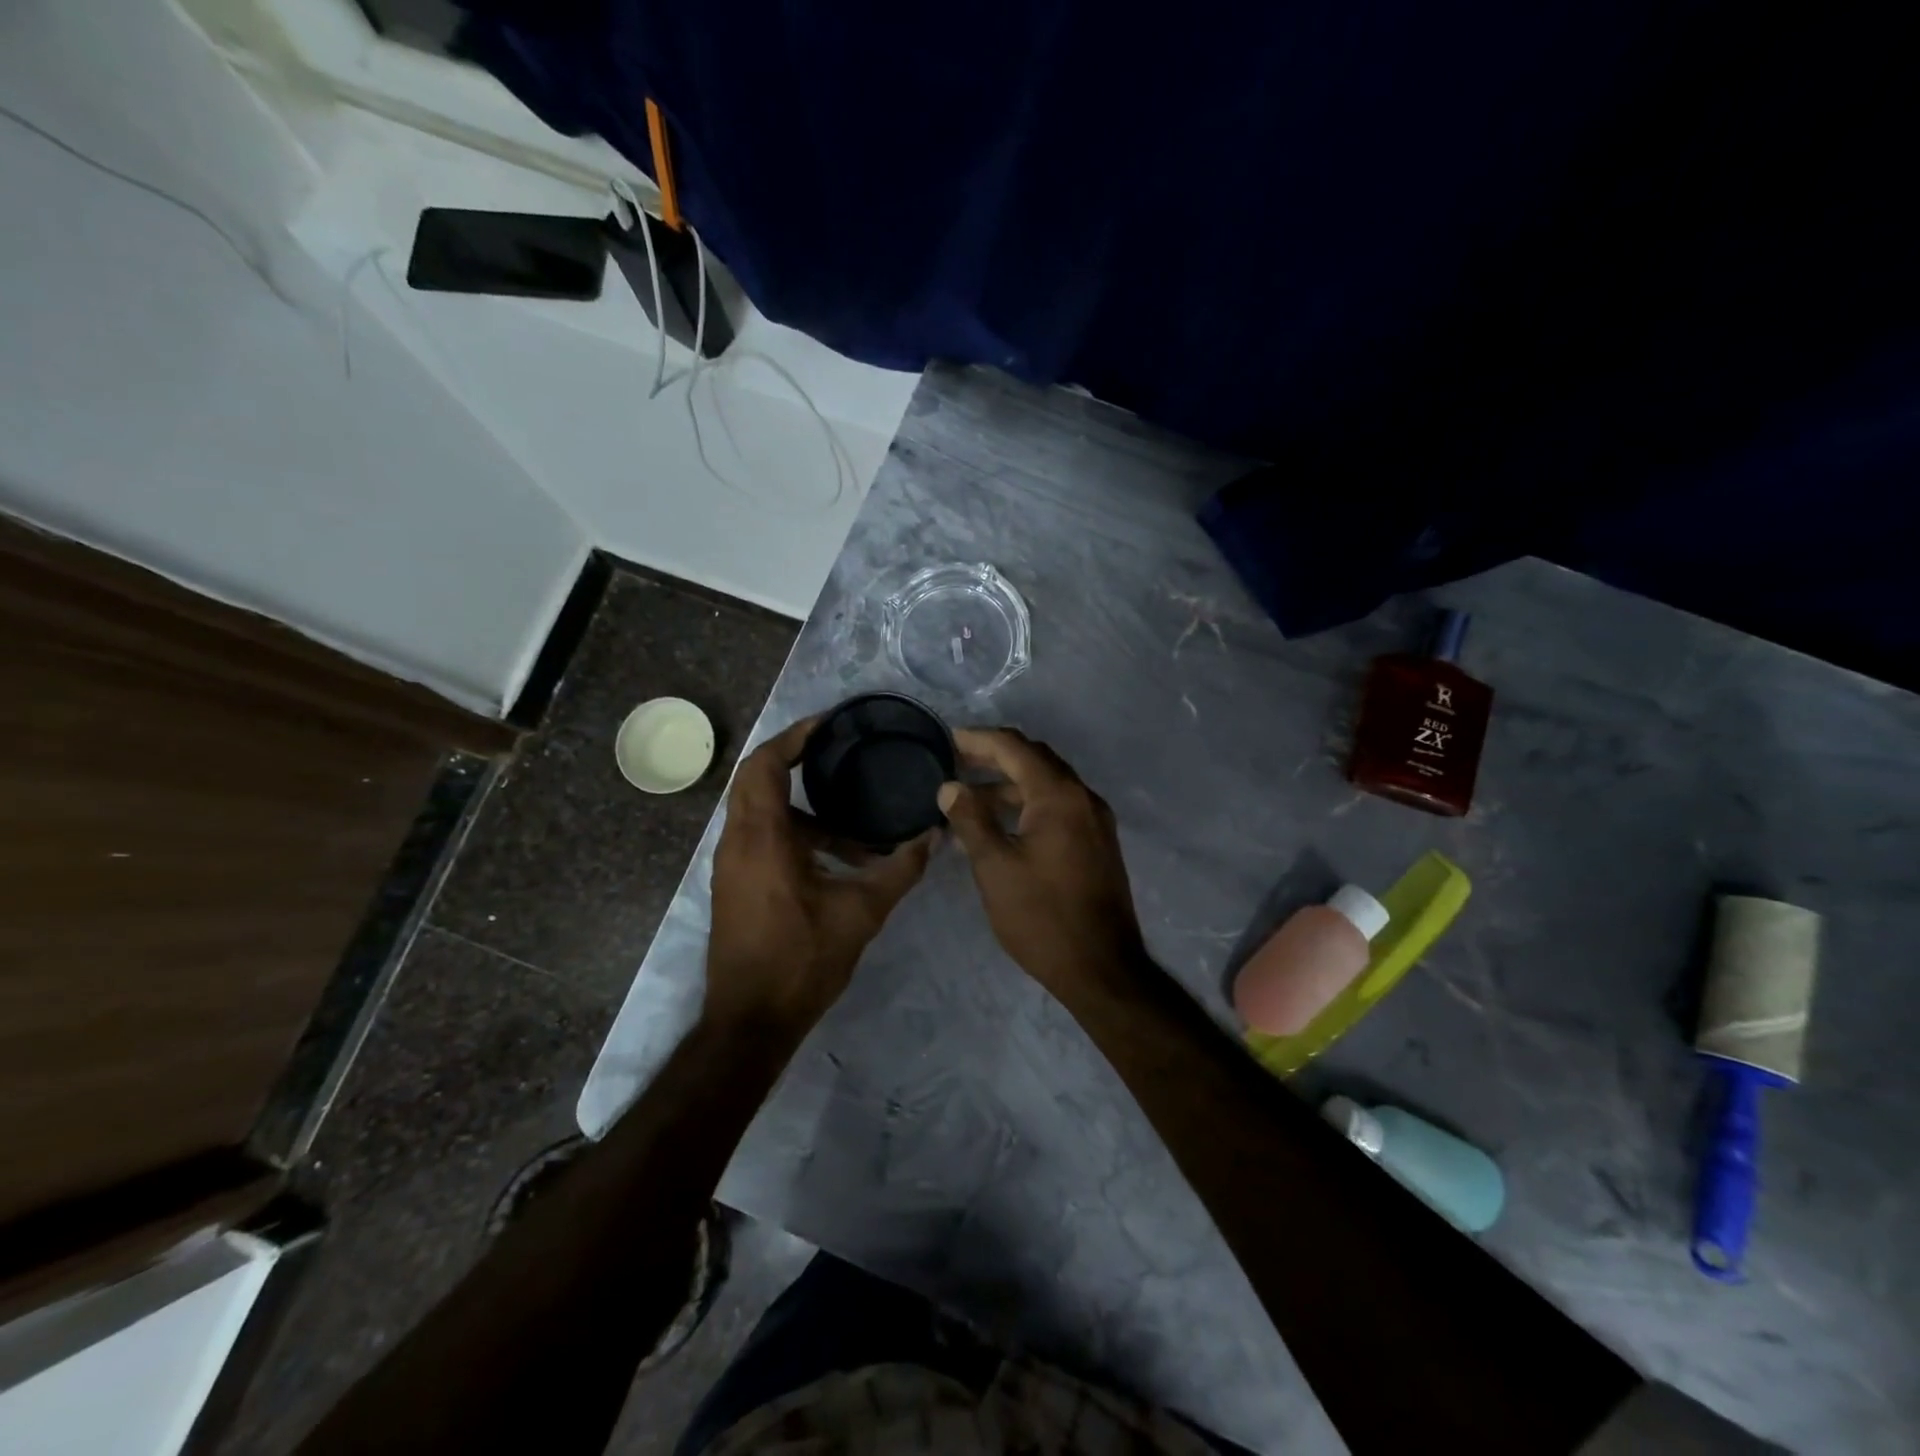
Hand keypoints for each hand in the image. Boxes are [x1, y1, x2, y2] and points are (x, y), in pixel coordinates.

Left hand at [707, 717, 935, 1029]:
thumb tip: (934, 836)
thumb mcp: (861, 913)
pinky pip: (761, 838)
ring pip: (761, 813)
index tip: (828, 725)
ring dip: (803, 810)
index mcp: (762, 838)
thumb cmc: (802, 961)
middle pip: (757, 780)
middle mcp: (737, 842)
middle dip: (796, 763)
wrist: (750, 1022)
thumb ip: (900, 870)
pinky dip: (794, 833)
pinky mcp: (735, 885)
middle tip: (840, 755)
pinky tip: (836, 859)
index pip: (764, 765)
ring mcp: (731, 865)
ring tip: (855, 826)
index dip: (793, 737)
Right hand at [937, 728, 1149, 995]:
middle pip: (1034, 759)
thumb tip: (950, 786)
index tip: (947, 739)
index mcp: (1059, 795)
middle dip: (994, 757)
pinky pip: (1059, 808)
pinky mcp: (1097, 842)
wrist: (1102, 968)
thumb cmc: (1042, 916)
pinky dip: (1028, 806)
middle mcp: (1083, 797)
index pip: (1014, 747)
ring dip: (1009, 785)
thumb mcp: (995, 867)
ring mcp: (1095, 820)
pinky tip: (1001, 826)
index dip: (978, 739)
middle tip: (956, 762)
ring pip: (1047, 785)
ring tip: (969, 799)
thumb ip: (970, 819)